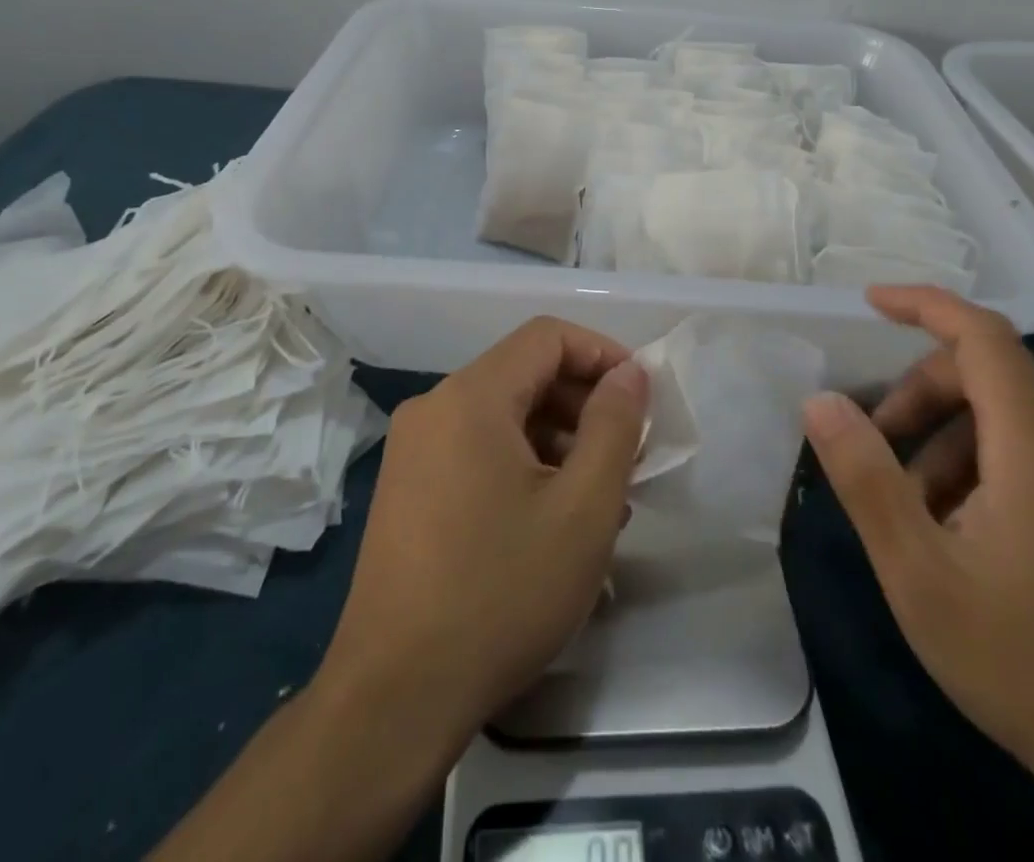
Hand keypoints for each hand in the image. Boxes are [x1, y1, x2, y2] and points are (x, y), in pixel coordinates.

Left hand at [321, 317, 647, 742]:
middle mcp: (434, 407)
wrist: (393, 697)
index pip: (547, 337)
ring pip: (502, 416)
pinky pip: (476, 450)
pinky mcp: (407, 488)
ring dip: (557, 441)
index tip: (640, 398)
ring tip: (600, 499)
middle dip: (583, 405)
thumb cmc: (501, 592)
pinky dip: (522, 465)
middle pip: (524, 374)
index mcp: (471, 396)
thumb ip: (613, 426)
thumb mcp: (582, 509)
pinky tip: (552, 519)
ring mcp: (413, 449)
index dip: (602, 354)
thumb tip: (629, 372)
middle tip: (627, 456)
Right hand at [802, 286, 1033, 794]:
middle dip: (922, 390)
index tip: (869, 302)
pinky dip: (983, 459)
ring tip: (915, 505)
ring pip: (1013, 412)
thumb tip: (820, 401)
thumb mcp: (918, 572)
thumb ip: (865, 477)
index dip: (925, 305)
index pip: (983, 335)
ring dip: (949, 433)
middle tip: (878, 445)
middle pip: (992, 372)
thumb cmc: (1024, 662)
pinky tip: (962, 529)